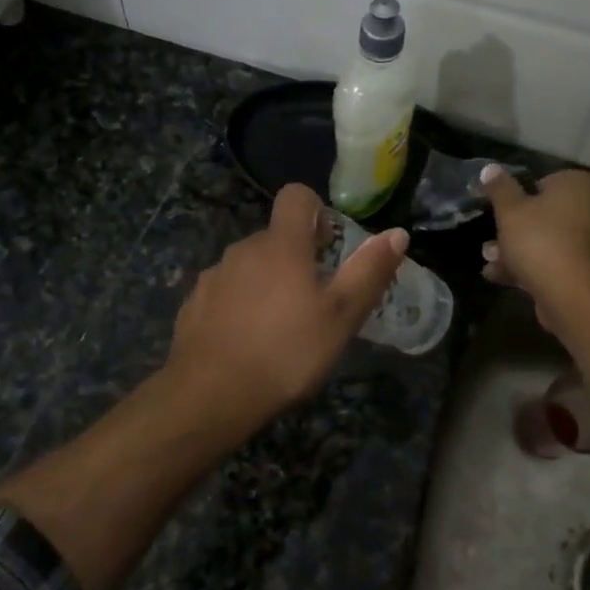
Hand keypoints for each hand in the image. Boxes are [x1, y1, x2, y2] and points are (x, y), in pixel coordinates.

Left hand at [165, 184, 408, 426]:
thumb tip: (397, 233)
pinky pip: (225, 291)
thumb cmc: (287, 352)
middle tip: (314, 300)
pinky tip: (246, 341)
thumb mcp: (341, 317)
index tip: (327, 245)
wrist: (210, 394)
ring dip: (266, 282)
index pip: (295, 196)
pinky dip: (239, 305)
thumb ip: (369, 272)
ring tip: (280, 327)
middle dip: (295, 257)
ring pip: (249, 265)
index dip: (315, 209)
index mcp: (281, 245)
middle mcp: (243, 249)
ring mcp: (214, 275)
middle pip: (274, 237)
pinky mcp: (193, 303)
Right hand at [481, 166, 589, 313]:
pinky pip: (558, 261)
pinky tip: (503, 278)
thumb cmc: (539, 239)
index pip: (546, 182)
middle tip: (491, 242)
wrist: (571, 293)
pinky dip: (534, 267)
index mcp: (581, 185)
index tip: (501, 211)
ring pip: (550, 241)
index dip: (520, 197)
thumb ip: (500, 188)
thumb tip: (490, 168)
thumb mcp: (510, 209)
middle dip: (515, 230)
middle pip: (547, 215)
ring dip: (519, 251)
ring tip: (490, 262)